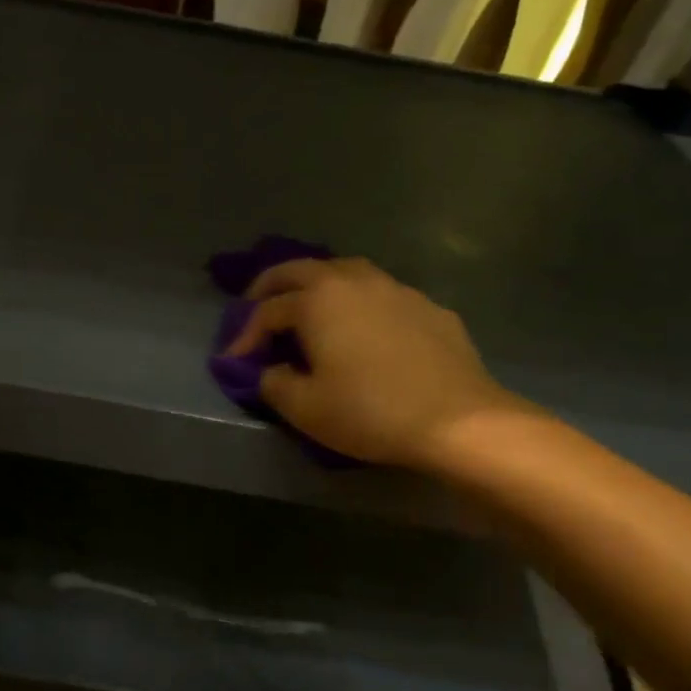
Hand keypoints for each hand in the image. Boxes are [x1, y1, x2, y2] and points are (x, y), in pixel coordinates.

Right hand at [227, 257, 526, 467]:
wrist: (458, 420)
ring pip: (343, 271)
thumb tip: (269, 371)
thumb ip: (273, 384)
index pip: (266, 311)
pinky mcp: (426, 305)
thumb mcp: (306, 408)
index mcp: (316, 300)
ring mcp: (394, 288)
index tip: (233, 361)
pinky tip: (364, 327)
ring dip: (316, 285)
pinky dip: (358, 303)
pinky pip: (380, 294)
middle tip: (255, 306)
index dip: (244, 336)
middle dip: (270, 287)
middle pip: (299, 270)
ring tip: (308, 307)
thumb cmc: (370, 412)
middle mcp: (352, 280)